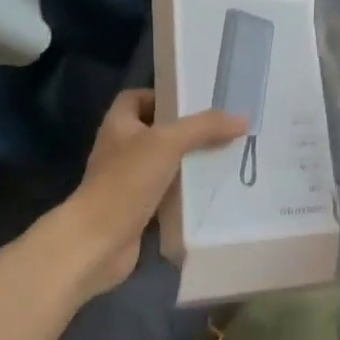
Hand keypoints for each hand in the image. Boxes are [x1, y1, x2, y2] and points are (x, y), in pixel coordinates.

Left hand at [62, 88, 246, 296]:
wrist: (97, 243)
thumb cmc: (126, 181)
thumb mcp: (168, 143)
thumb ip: (204, 127)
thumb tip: (242, 118)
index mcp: (119, 124)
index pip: (137, 98)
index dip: (161, 96)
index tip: (192, 103)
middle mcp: (120, 149)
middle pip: (155, 130)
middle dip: (185, 131)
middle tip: (219, 129)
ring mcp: (127, 181)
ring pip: (163, 164)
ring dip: (187, 163)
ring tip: (223, 157)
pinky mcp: (136, 210)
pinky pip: (166, 194)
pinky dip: (184, 193)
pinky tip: (210, 192)